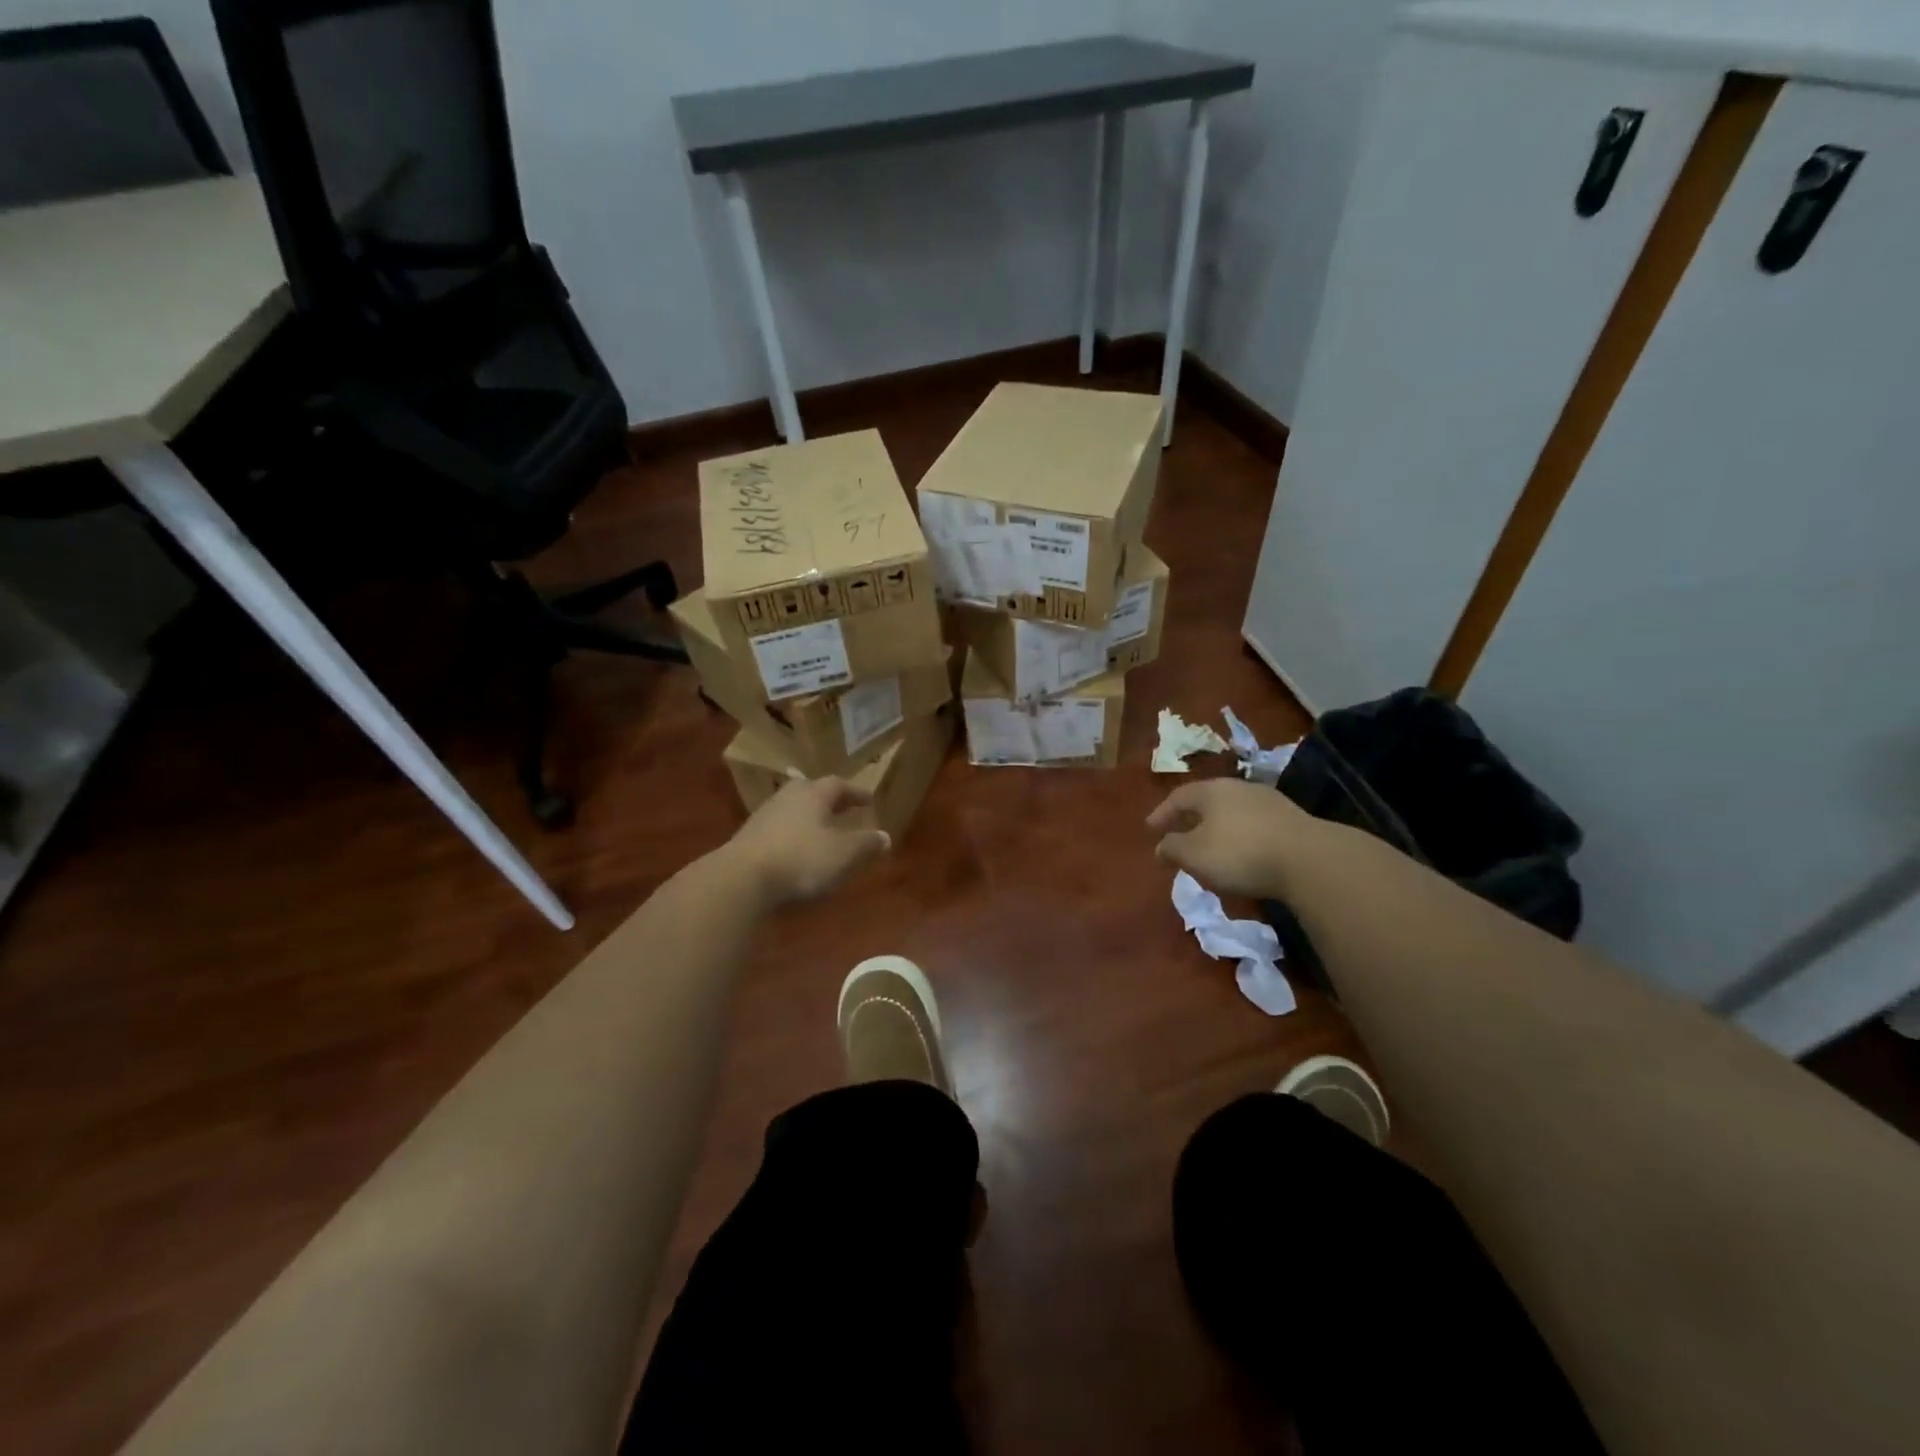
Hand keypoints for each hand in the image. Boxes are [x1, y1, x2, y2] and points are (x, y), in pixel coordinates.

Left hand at [723, 776, 891, 907]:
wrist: (740, 881)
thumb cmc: (800, 860)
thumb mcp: (843, 854)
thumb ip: (865, 844)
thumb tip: (884, 836)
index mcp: (812, 795)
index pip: (837, 785)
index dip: (854, 792)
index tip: (868, 799)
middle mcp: (786, 799)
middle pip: (809, 790)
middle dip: (827, 799)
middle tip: (841, 807)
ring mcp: (762, 818)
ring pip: (791, 809)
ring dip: (807, 817)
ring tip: (821, 830)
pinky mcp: (747, 841)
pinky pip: (776, 830)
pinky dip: (791, 836)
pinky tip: (796, 851)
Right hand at [1147, 777, 1320, 899]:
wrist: (1309, 859)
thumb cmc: (1240, 853)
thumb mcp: (1194, 855)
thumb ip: (1172, 848)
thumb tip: (1160, 846)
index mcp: (1211, 791)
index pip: (1178, 797)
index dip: (1161, 813)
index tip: (1150, 829)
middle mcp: (1239, 788)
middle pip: (1207, 801)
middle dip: (1190, 818)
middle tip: (1178, 834)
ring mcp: (1269, 801)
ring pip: (1232, 812)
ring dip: (1217, 827)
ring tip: (1209, 846)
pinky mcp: (1292, 820)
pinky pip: (1254, 824)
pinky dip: (1240, 836)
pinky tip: (1241, 853)